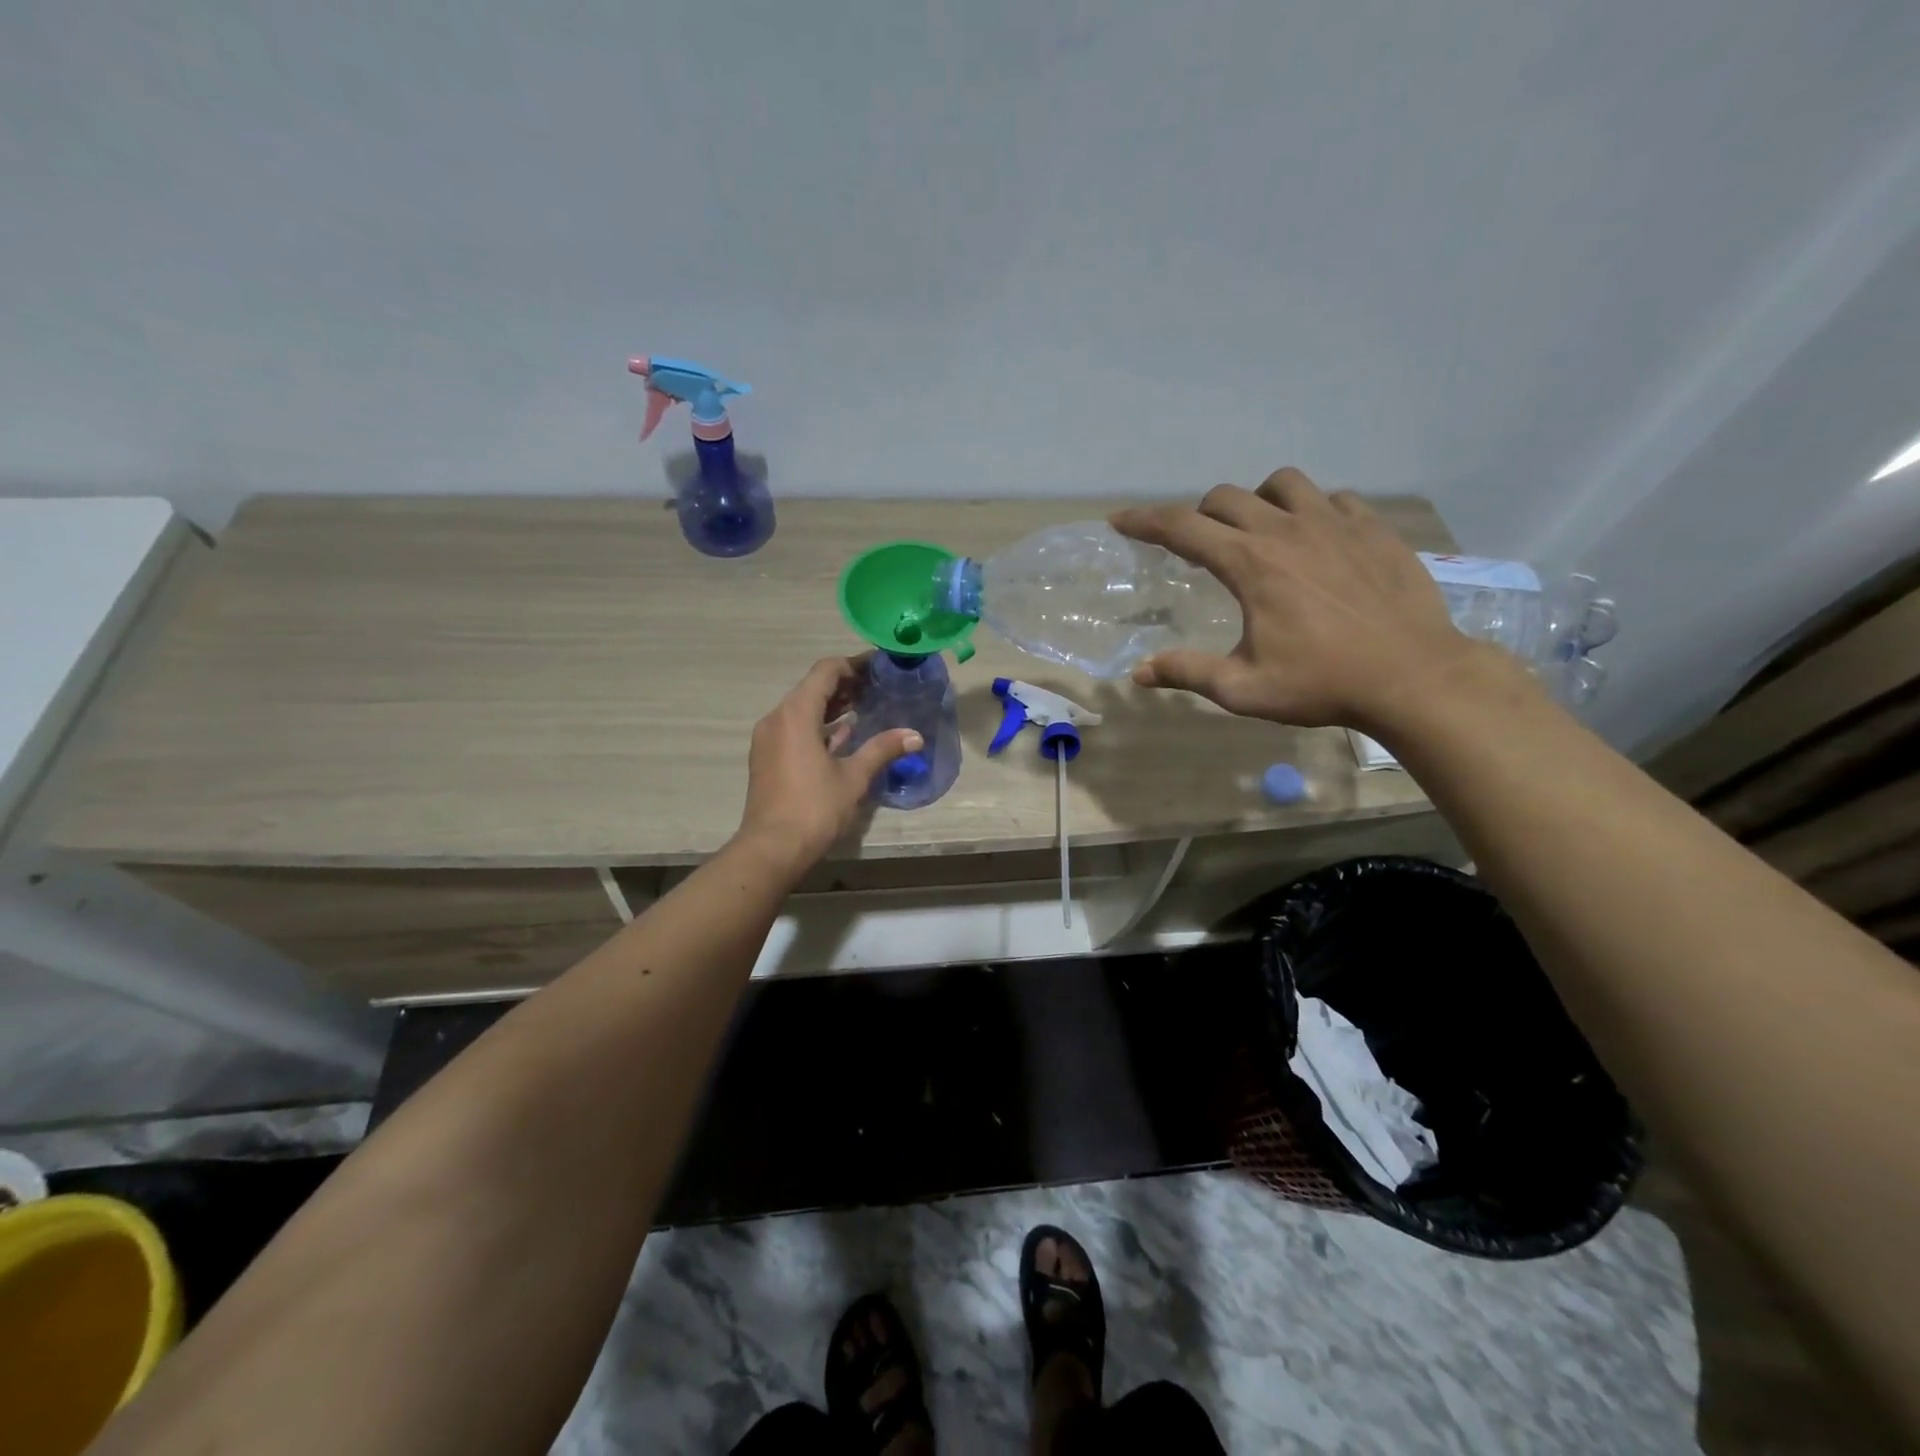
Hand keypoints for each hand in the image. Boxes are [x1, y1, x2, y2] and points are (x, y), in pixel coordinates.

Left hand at [735, 656, 921, 868]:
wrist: (771, 849)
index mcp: (795, 714)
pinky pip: (794, 728)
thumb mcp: (853, 777)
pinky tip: (843, 736)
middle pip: (812, 688)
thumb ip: (882, 749)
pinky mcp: (767, 758)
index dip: (853, 665)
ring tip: (866, 708)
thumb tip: (915, 736)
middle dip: (845, 685)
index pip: (825, 671)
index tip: (879, 667)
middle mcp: (777, 719)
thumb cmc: (814, 808)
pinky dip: (818, 726)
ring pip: (802, 709)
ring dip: (832, 707)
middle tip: (879, 687)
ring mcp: (768, 739)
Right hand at [1112, 468, 1501, 731]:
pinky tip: (1316, 539)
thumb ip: (1187, 673)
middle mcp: (1287, 529)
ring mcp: (1336, 523)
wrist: (1414, 676)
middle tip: (1196, 546)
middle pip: (1225, 498)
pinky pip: (1333, 498)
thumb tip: (1139, 673)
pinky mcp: (1374, 529)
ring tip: (1258, 531)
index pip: (1181, 528)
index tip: (1120, 521)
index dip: (1143, 521)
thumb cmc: (1322, 684)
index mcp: (1249, 564)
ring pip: (1282, 483)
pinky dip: (1312, 510)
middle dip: (1198, 515)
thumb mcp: (1243, 688)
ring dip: (1257, 501)